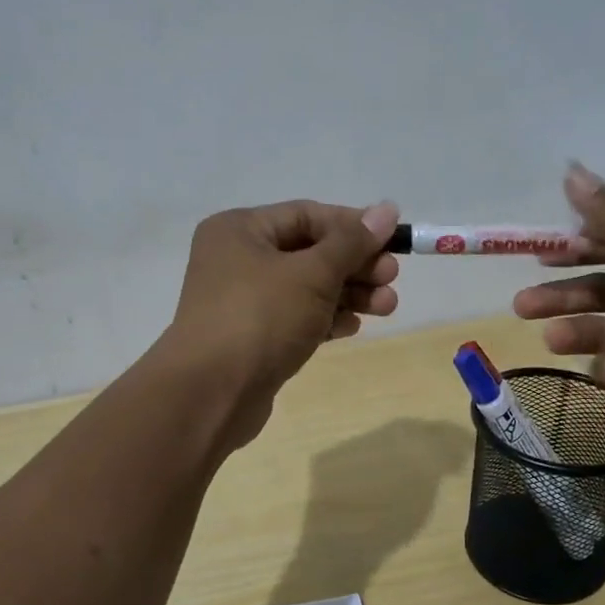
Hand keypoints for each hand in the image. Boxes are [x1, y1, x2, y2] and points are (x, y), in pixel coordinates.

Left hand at [165, 199, 400, 447]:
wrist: (210, 394)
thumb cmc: (260, 319)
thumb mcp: (312, 274)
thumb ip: (352, 243)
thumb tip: (387, 209)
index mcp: (240, 230)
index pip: (307, 215)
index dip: (353, 226)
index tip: (393, 242)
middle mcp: (237, 259)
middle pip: (309, 252)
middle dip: (355, 265)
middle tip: (391, 279)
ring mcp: (242, 301)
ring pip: (306, 288)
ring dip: (348, 294)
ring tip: (386, 307)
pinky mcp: (252, 337)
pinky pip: (296, 317)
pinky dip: (325, 318)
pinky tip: (353, 327)